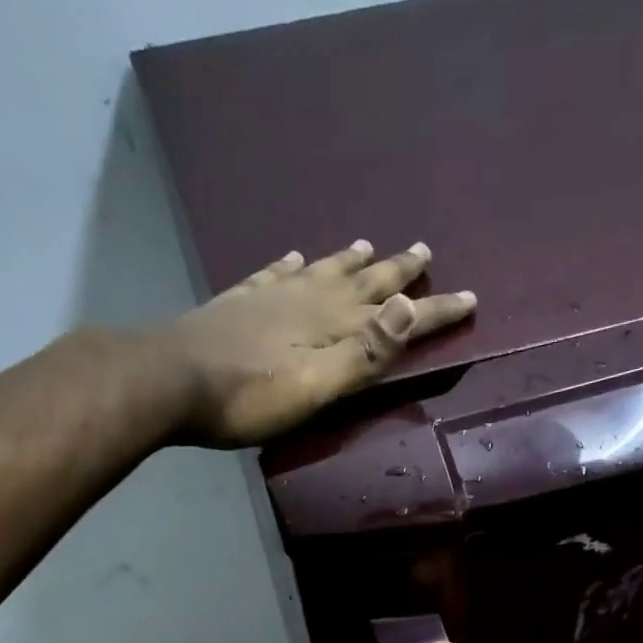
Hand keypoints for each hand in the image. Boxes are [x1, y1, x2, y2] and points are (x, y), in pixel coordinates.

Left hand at [157, 241, 476, 447]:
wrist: (172, 381)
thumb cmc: (249, 397)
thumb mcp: (316, 386)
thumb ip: (364, 352)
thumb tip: (409, 306)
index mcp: (333, 326)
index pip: (397, 316)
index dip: (434, 310)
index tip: (470, 298)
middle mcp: (309, 301)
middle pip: (363, 282)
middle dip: (397, 272)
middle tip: (424, 250)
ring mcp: (272, 296)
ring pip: (322, 270)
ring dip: (350, 260)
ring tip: (368, 245)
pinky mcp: (241, 301)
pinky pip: (276, 273)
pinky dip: (293, 263)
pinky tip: (295, 256)